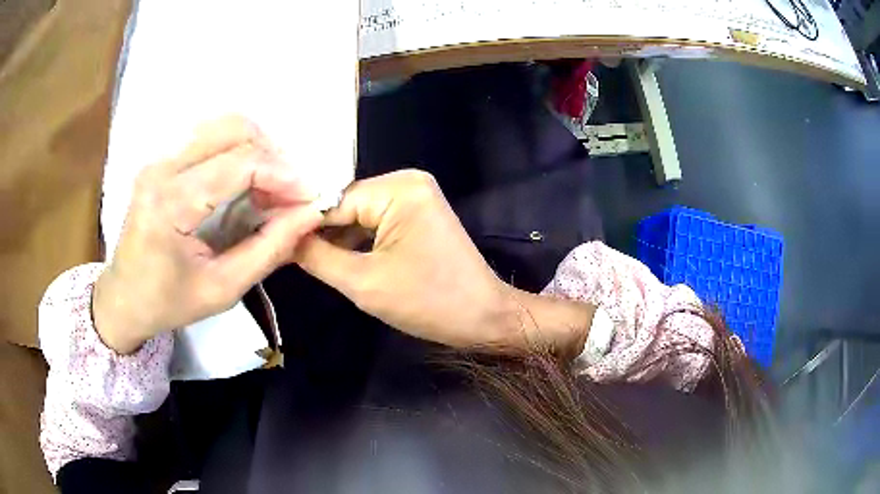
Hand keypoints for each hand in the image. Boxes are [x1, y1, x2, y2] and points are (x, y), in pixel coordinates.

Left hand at [93, 116, 322, 353]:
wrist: (123, 298)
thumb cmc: (168, 302)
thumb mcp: (223, 289)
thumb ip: (269, 249)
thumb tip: (310, 214)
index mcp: (169, 203)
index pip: (239, 164)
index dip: (283, 175)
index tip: (311, 196)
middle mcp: (162, 167)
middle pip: (233, 129)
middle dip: (273, 154)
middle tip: (290, 191)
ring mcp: (160, 158)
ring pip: (223, 125)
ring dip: (257, 148)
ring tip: (270, 185)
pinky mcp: (162, 159)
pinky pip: (210, 136)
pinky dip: (238, 150)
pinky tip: (246, 179)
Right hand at [294, 170, 593, 353]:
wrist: (483, 317)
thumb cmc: (429, 302)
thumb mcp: (363, 282)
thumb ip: (316, 256)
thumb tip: (281, 239)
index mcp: (398, 188)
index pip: (332, 201)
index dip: (300, 223)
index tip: (269, 238)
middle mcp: (406, 181)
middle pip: (345, 206)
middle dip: (318, 232)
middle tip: (280, 251)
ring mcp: (414, 196)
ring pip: (357, 216)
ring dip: (334, 239)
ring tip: (298, 257)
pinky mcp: (416, 214)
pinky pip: (374, 223)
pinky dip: (355, 242)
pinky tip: (331, 258)